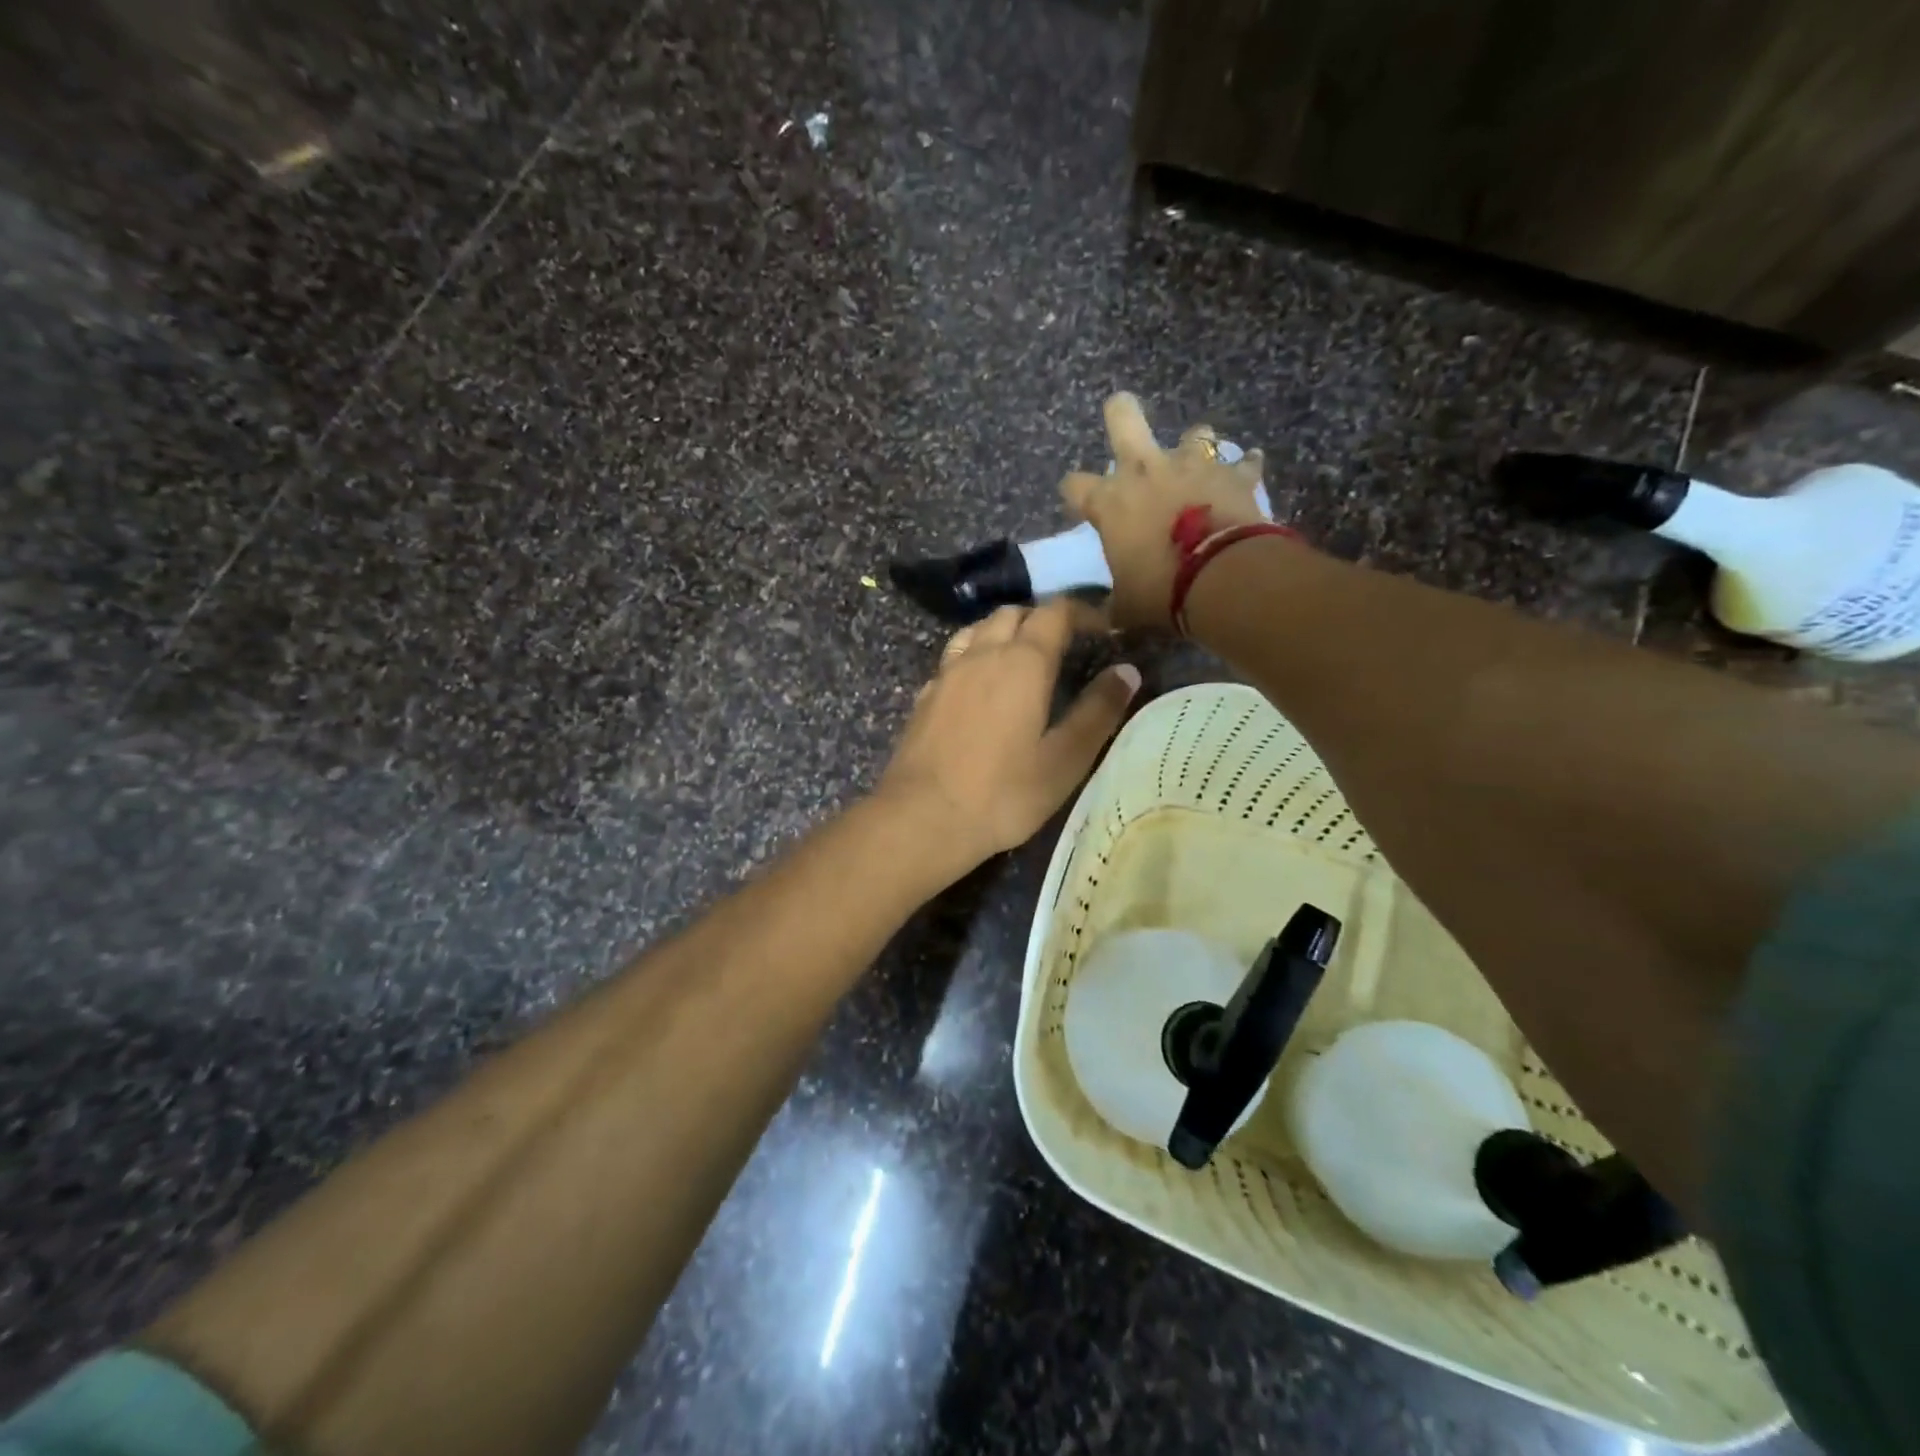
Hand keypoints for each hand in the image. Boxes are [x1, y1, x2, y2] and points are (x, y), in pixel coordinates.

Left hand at [876, 600, 1140, 878]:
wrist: (922, 817)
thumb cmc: (1004, 793)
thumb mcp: (1065, 759)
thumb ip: (1098, 711)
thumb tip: (1126, 671)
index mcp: (1023, 662)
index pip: (1055, 613)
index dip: (1082, 612)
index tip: (1102, 628)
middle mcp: (982, 654)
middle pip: (1012, 614)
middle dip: (1042, 618)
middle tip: (1065, 644)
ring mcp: (947, 673)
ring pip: (977, 630)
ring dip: (1004, 631)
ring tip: (1022, 657)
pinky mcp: (924, 696)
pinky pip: (954, 658)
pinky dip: (975, 656)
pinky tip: (980, 686)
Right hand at [1060, 393, 1268, 628]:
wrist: (1222, 579)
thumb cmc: (1161, 592)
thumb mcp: (1124, 609)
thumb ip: (1108, 608)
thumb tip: (1097, 620)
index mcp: (1110, 502)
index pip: (1074, 485)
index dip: (1074, 493)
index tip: (1080, 505)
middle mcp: (1145, 470)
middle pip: (1123, 417)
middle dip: (1120, 413)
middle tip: (1122, 419)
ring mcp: (1192, 465)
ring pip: (1193, 433)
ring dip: (1193, 447)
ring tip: (1197, 468)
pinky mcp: (1233, 474)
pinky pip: (1242, 463)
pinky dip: (1242, 469)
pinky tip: (1246, 476)